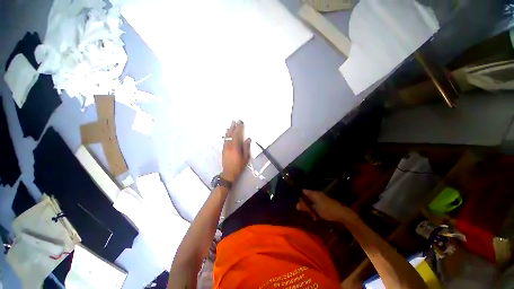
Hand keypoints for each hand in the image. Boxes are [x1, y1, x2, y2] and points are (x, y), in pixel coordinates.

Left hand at [221, 121, 250, 181]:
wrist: (228, 173)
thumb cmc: (238, 166)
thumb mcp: (245, 157)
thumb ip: (246, 147)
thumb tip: (248, 139)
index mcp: (235, 146)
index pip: (237, 134)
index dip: (239, 128)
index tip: (240, 122)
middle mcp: (229, 145)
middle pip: (230, 134)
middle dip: (233, 127)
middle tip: (234, 121)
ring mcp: (225, 147)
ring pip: (226, 136)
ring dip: (229, 130)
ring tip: (230, 125)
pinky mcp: (223, 150)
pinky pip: (225, 140)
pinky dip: (226, 135)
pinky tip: (227, 134)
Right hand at [296, 190, 358, 222]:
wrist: (341, 213)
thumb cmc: (326, 210)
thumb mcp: (314, 210)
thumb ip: (305, 207)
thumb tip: (296, 205)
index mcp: (313, 193)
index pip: (303, 191)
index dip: (300, 197)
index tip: (299, 204)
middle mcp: (317, 193)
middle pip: (308, 197)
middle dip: (306, 204)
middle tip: (306, 212)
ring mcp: (322, 197)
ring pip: (313, 201)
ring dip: (312, 208)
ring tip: (313, 216)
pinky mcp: (326, 201)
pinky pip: (318, 203)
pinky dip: (317, 208)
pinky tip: (318, 216)